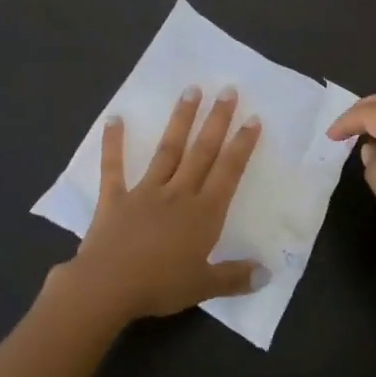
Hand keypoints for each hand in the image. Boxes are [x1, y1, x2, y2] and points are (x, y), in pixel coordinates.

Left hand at [61, 85, 264, 323]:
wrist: (108, 287)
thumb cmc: (160, 286)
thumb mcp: (203, 287)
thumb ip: (235, 278)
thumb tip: (268, 274)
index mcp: (204, 213)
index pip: (228, 172)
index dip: (242, 145)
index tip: (252, 118)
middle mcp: (179, 193)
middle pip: (202, 151)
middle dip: (216, 120)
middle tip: (227, 89)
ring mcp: (145, 191)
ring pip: (168, 149)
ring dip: (180, 119)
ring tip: (191, 90)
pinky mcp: (115, 198)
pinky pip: (114, 166)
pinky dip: (113, 143)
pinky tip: (114, 118)